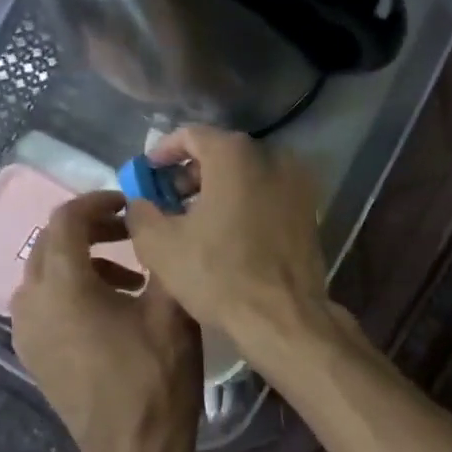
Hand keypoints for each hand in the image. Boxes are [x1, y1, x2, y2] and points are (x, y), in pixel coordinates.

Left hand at [11, 190, 201, 451]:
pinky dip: (70, 292)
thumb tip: (158, 224)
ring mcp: (26, 331)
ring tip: (127, 278)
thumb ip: (162, 256)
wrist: (131, 449)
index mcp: (63, 284)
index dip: (99, 201)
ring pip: (44, 274)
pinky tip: (107, 312)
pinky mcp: (32, 354)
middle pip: (50, 243)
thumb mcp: (172, 309)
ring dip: (81, 262)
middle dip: (89, 230)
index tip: (131, 204)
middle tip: (130, 234)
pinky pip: (43, 304)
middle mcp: (32, 301)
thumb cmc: (155, 375)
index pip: (66, 218)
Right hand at [124, 126, 337, 356]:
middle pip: (223, 154)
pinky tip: (228, 235)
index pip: (191, 135)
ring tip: (195, 222)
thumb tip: (141, 201)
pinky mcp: (310, 213)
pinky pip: (268, 197)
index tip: (147, 174)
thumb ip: (141, 211)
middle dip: (191, 174)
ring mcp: (299, 185)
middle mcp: (273, 158)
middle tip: (168, 201)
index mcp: (236, 155)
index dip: (163, 152)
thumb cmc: (219, 275)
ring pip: (248, 177)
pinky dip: (245, 205)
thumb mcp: (160, 244)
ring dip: (218, 191)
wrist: (284, 316)